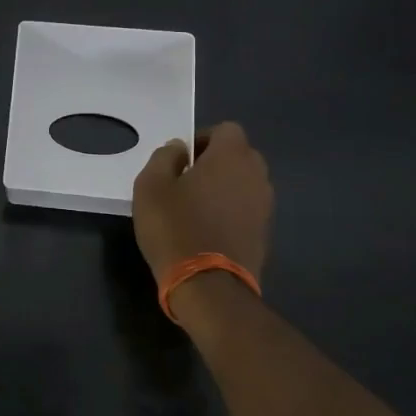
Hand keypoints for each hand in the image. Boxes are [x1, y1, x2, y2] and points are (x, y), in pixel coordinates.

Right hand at [132, 122, 273, 303]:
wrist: (209, 286)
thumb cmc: (174, 227)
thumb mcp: (150, 185)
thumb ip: (164, 157)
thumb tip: (179, 149)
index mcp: (231, 157)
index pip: (227, 129)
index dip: (203, 139)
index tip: (181, 160)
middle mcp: (256, 175)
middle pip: (239, 155)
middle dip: (216, 162)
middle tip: (186, 181)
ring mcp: (265, 206)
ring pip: (244, 183)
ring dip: (224, 187)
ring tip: (196, 207)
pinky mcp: (265, 233)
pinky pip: (247, 208)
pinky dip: (231, 211)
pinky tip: (207, 229)